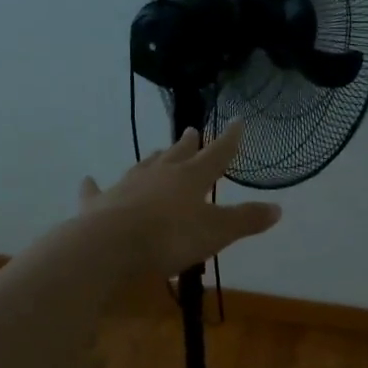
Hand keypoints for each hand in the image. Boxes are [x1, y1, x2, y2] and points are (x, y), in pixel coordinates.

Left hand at [79, 122, 281, 277]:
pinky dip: (94, 185)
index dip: (229, 140)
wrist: (111, 246)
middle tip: (192, 131)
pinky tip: (89, 179)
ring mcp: (126, 186)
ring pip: (143, 167)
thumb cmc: (171, 237)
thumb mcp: (218, 231)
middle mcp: (160, 175)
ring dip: (153, 159)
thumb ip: (246, 219)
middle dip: (188, 144)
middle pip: (177, 155)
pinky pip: (97, 191)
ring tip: (158, 151)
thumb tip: (278, 208)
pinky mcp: (99, 204)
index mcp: (191, 178)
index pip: (216, 155)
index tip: (236, 122)